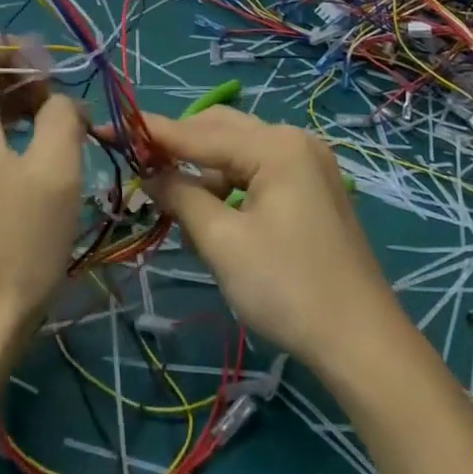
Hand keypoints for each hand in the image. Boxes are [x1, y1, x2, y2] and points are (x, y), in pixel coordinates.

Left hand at [0, 30, 85, 350]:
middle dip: (13, 74)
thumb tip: (60, 103)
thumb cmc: (17, 243)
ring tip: (45, 132)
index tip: (48, 80)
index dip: (14, 48)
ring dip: (3, 102)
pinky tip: (19, 162)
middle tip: (52, 107)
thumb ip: (62, 115)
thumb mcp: (57, 171)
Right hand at [145, 107, 400, 372]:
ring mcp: (309, 163)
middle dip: (179, 146)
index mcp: (275, 145)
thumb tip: (149, 174)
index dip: (150, 132)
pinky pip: (258, 170)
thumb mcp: (223, 243)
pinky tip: (212, 211)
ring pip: (239, 151)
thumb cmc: (289, 289)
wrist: (364, 345)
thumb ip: (181, 197)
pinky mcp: (313, 188)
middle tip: (137, 164)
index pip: (199, 131)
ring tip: (171, 198)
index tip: (107, 128)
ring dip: (204, 169)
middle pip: (222, 130)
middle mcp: (294, 141)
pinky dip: (230, 184)